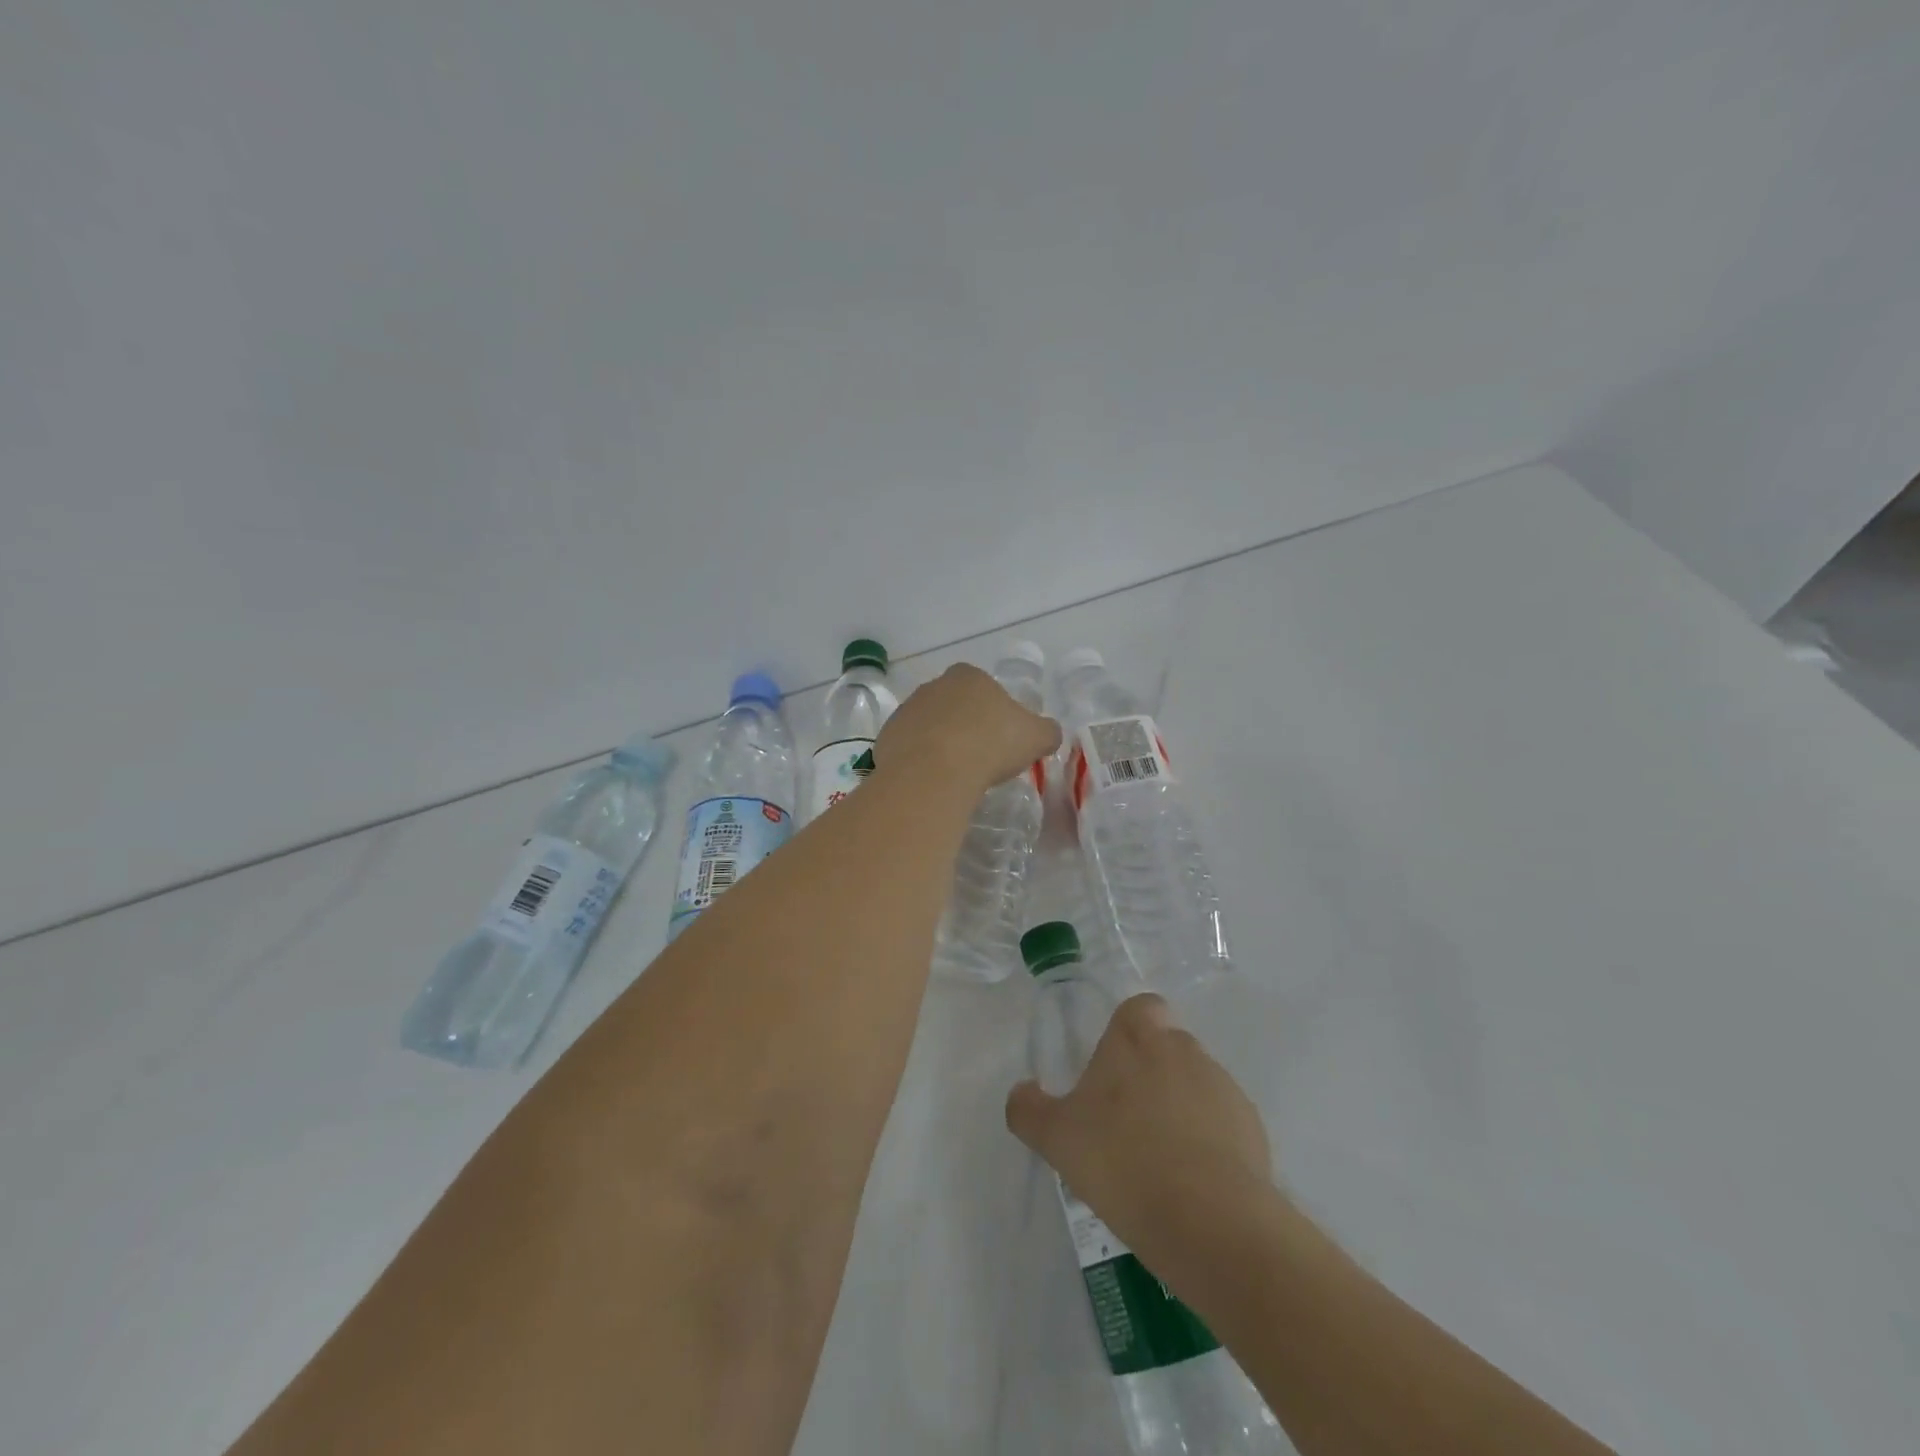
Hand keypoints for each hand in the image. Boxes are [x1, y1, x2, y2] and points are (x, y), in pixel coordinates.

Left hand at [874, 663, 1060, 797]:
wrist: (935, 772)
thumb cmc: (991, 745)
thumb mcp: (1037, 737)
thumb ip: (1047, 731)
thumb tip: (1049, 732)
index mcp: (969, 676)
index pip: (984, 688)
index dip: (995, 713)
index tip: (1002, 739)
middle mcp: (934, 686)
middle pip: (954, 706)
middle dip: (965, 726)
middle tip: (980, 758)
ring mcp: (906, 710)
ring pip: (929, 726)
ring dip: (940, 744)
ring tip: (956, 774)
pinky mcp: (887, 737)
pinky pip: (909, 749)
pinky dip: (920, 762)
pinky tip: (932, 781)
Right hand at [1006, 993, 1277, 1286]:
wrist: (1211, 1223)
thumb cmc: (1123, 1163)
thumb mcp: (1056, 1139)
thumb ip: (1029, 1109)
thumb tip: (1022, 1091)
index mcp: (1138, 1039)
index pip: (1139, 1008)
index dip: (1127, 1032)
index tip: (1112, 1070)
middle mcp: (1184, 1050)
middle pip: (1167, 1046)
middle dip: (1150, 1074)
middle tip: (1126, 1122)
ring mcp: (1224, 1088)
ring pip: (1195, 1085)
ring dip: (1179, 1109)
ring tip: (1158, 1162)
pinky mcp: (1253, 1130)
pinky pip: (1223, 1124)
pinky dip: (1209, 1143)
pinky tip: (1190, 1185)